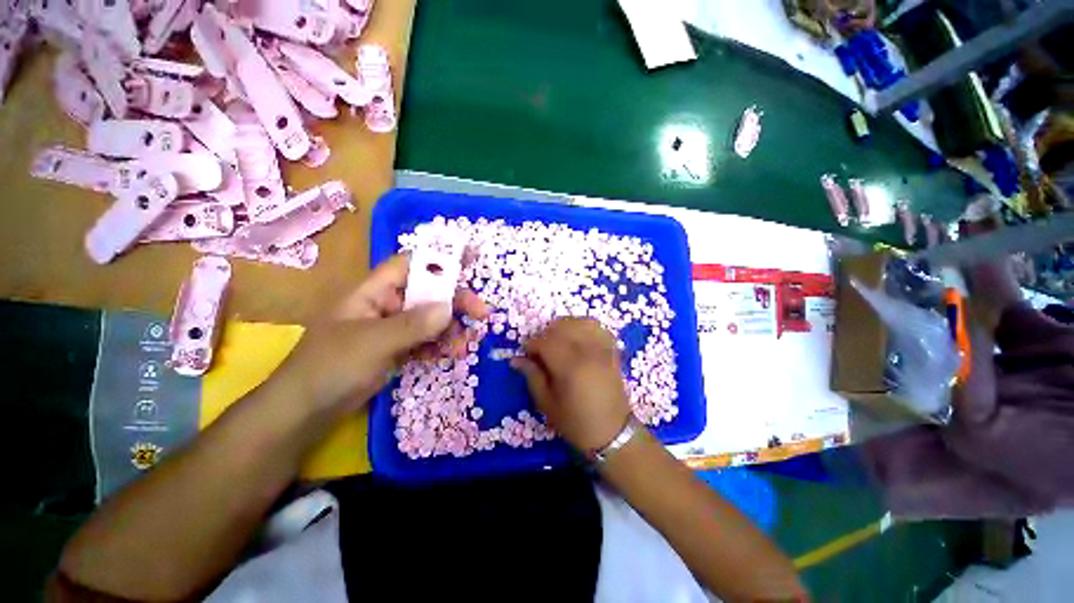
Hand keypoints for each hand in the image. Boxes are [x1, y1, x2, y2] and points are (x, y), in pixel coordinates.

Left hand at [277, 254, 488, 413]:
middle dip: (456, 303)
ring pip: (431, 320)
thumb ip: (413, 324)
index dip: (440, 260)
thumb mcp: (374, 342)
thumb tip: (450, 308)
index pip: (411, 265)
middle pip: (429, 294)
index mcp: (374, 292)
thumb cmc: (331, 367)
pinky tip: (450, 355)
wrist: (305, 412)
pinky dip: (439, 346)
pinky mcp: (396, 349)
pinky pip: (425, 341)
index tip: (471, 262)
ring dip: (451, 330)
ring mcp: (392, 328)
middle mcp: (386, 305)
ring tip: (464, 346)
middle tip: (481, 314)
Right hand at [512, 317, 631, 451]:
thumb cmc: (576, 422)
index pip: (545, 342)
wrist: (613, 433)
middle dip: (546, 333)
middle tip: (540, 349)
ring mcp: (602, 349)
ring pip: (581, 322)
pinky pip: (599, 328)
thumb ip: (532, 377)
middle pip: (562, 327)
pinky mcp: (612, 351)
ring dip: (565, 326)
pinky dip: (585, 326)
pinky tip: (578, 336)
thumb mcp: (547, 404)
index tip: (526, 353)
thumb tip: (516, 360)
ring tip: (558, 340)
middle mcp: (587, 352)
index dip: (531, 344)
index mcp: (569, 367)